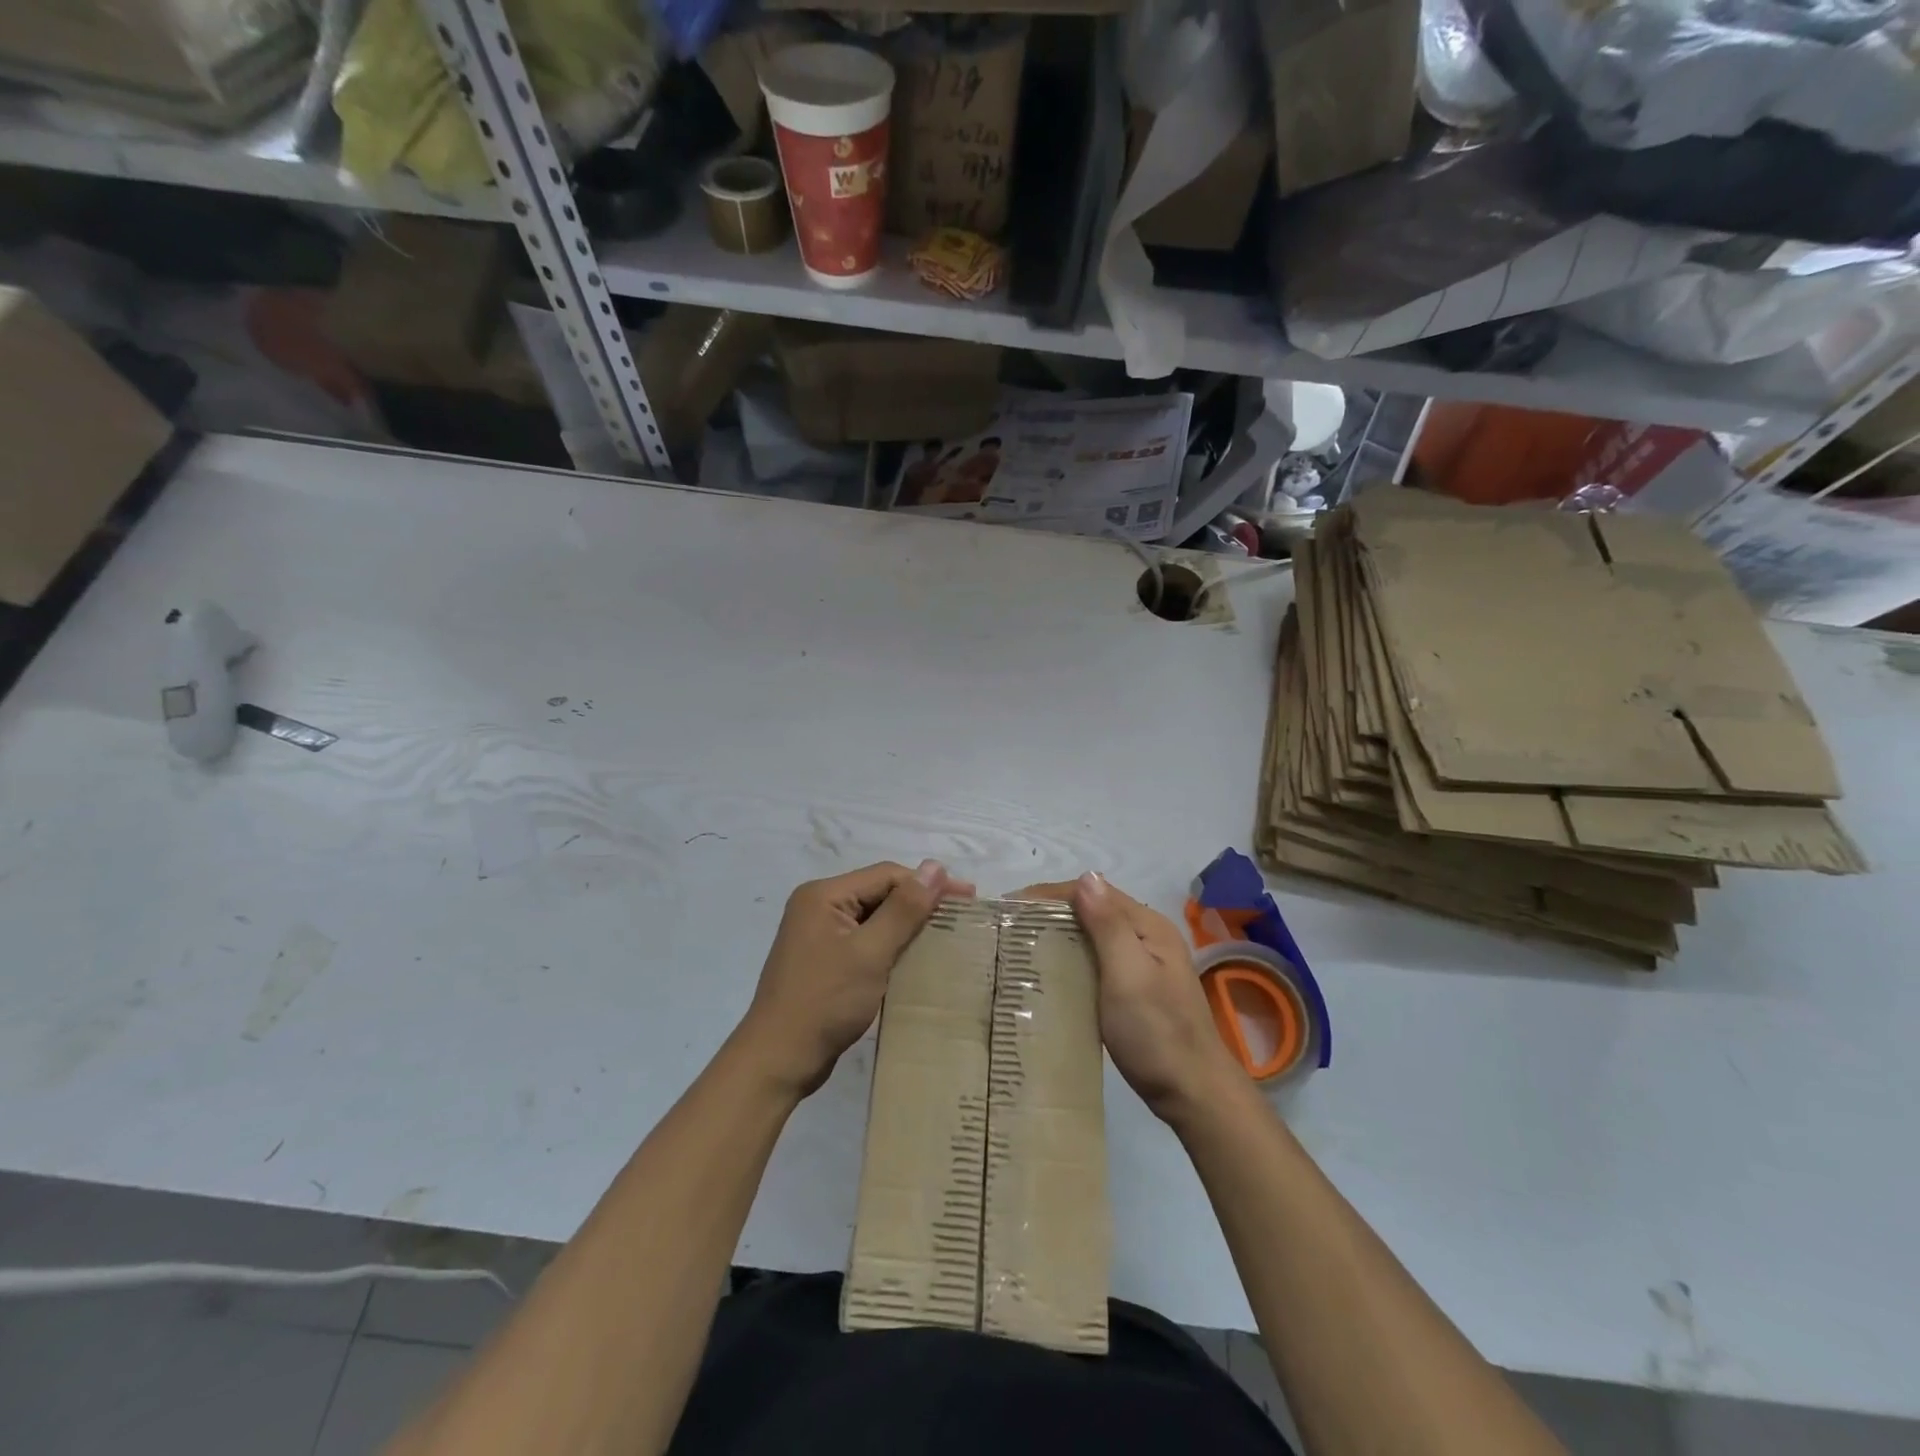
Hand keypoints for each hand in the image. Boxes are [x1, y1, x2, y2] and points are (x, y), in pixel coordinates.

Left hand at [738, 860, 972, 1097]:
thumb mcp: (870, 952)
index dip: (928, 883)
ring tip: (946, 935)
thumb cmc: (824, 1001)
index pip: (886, 875)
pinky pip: (865, 941)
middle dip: (919, 903)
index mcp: (824, 895)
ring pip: (874, 918)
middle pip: (880, 893)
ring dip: (907, 925)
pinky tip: (915, 958)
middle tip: (962, 916)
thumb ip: (904, 909)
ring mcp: (819, 935)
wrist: (778, 1060)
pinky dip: (891, 945)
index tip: (968, 897)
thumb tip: (936, 867)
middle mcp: (818, 906)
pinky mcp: (824, 960)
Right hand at [1016, 873, 1239, 1124]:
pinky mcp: (1136, 989)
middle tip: (1008, 929)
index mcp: (1147, 925)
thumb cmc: (1157, 1032)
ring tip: (1021, 947)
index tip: (1009, 908)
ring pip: (1093, 935)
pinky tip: (1051, 973)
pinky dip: (1072, 957)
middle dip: (1051, 912)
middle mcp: (1147, 936)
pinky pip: (1097, 959)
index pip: (1093, 892)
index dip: (1050, 894)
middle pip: (1093, 909)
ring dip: (1060, 934)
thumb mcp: (1129, 974)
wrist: (1194, 1093)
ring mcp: (1143, 963)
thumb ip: (1108, 925)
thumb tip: (1086, 876)